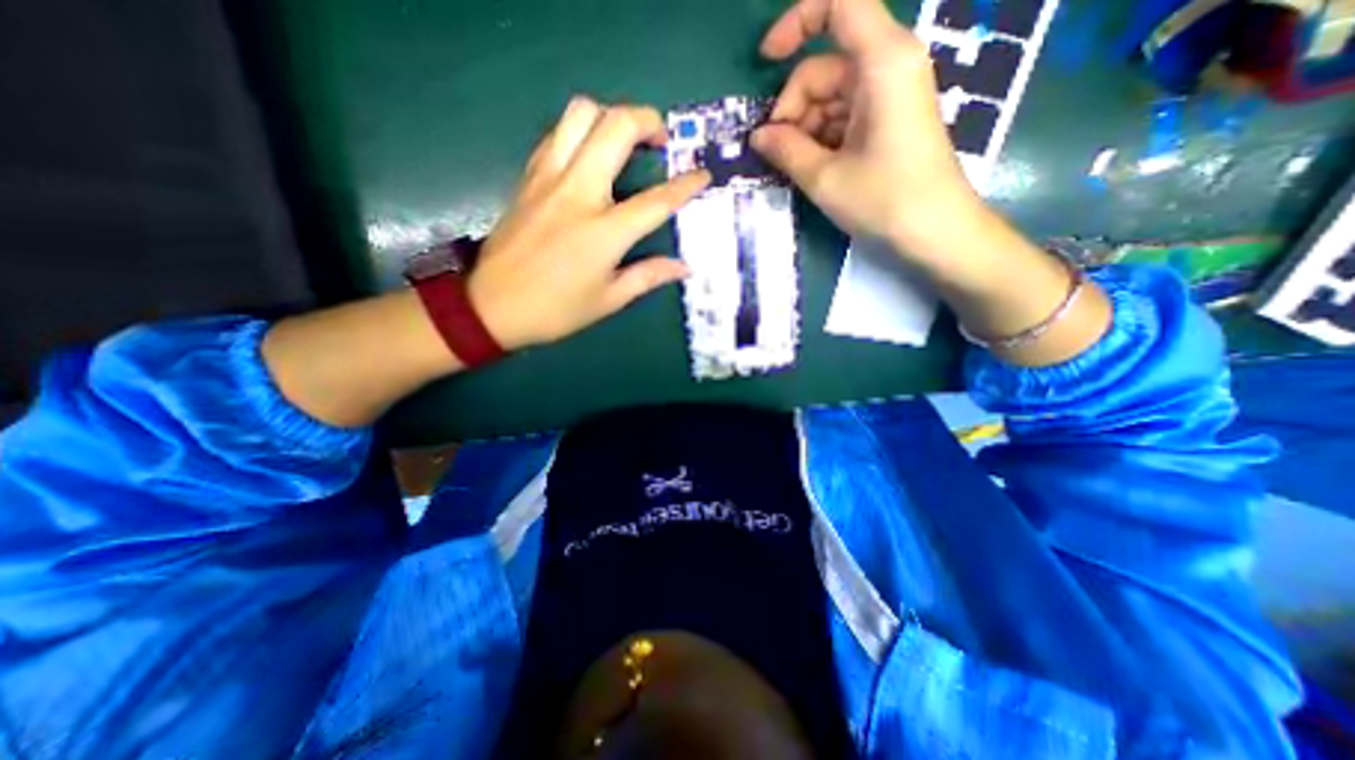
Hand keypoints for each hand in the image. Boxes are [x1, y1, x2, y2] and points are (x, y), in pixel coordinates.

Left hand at [474, 95, 712, 351]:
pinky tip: (589, 154)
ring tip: (624, 140)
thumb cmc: (556, 309)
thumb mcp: (608, 300)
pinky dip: (580, 131)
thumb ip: (649, 276)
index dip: (686, 185)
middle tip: (661, 140)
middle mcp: (578, 193)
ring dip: (610, 116)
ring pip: (580, 114)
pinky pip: (556, 134)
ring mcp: (549, 179)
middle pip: (616, 127)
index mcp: (604, 232)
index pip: (656, 199)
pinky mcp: (529, 177)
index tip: (703, 175)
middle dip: (648, 121)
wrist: (491, 305)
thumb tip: (684, 268)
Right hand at [752, 0, 987, 258]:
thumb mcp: (825, 178)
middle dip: (793, 107)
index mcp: (882, 61)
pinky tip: (814, 167)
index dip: (796, 21)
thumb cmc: (884, 200)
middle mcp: (889, 66)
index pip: (839, 3)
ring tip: (796, 168)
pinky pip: (845, 116)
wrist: (936, 233)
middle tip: (778, 153)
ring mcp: (890, 95)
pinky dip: (823, 137)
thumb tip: (758, 136)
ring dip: (805, 129)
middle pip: (824, 67)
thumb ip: (786, 150)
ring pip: (831, 96)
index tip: (766, 61)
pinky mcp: (889, 121)